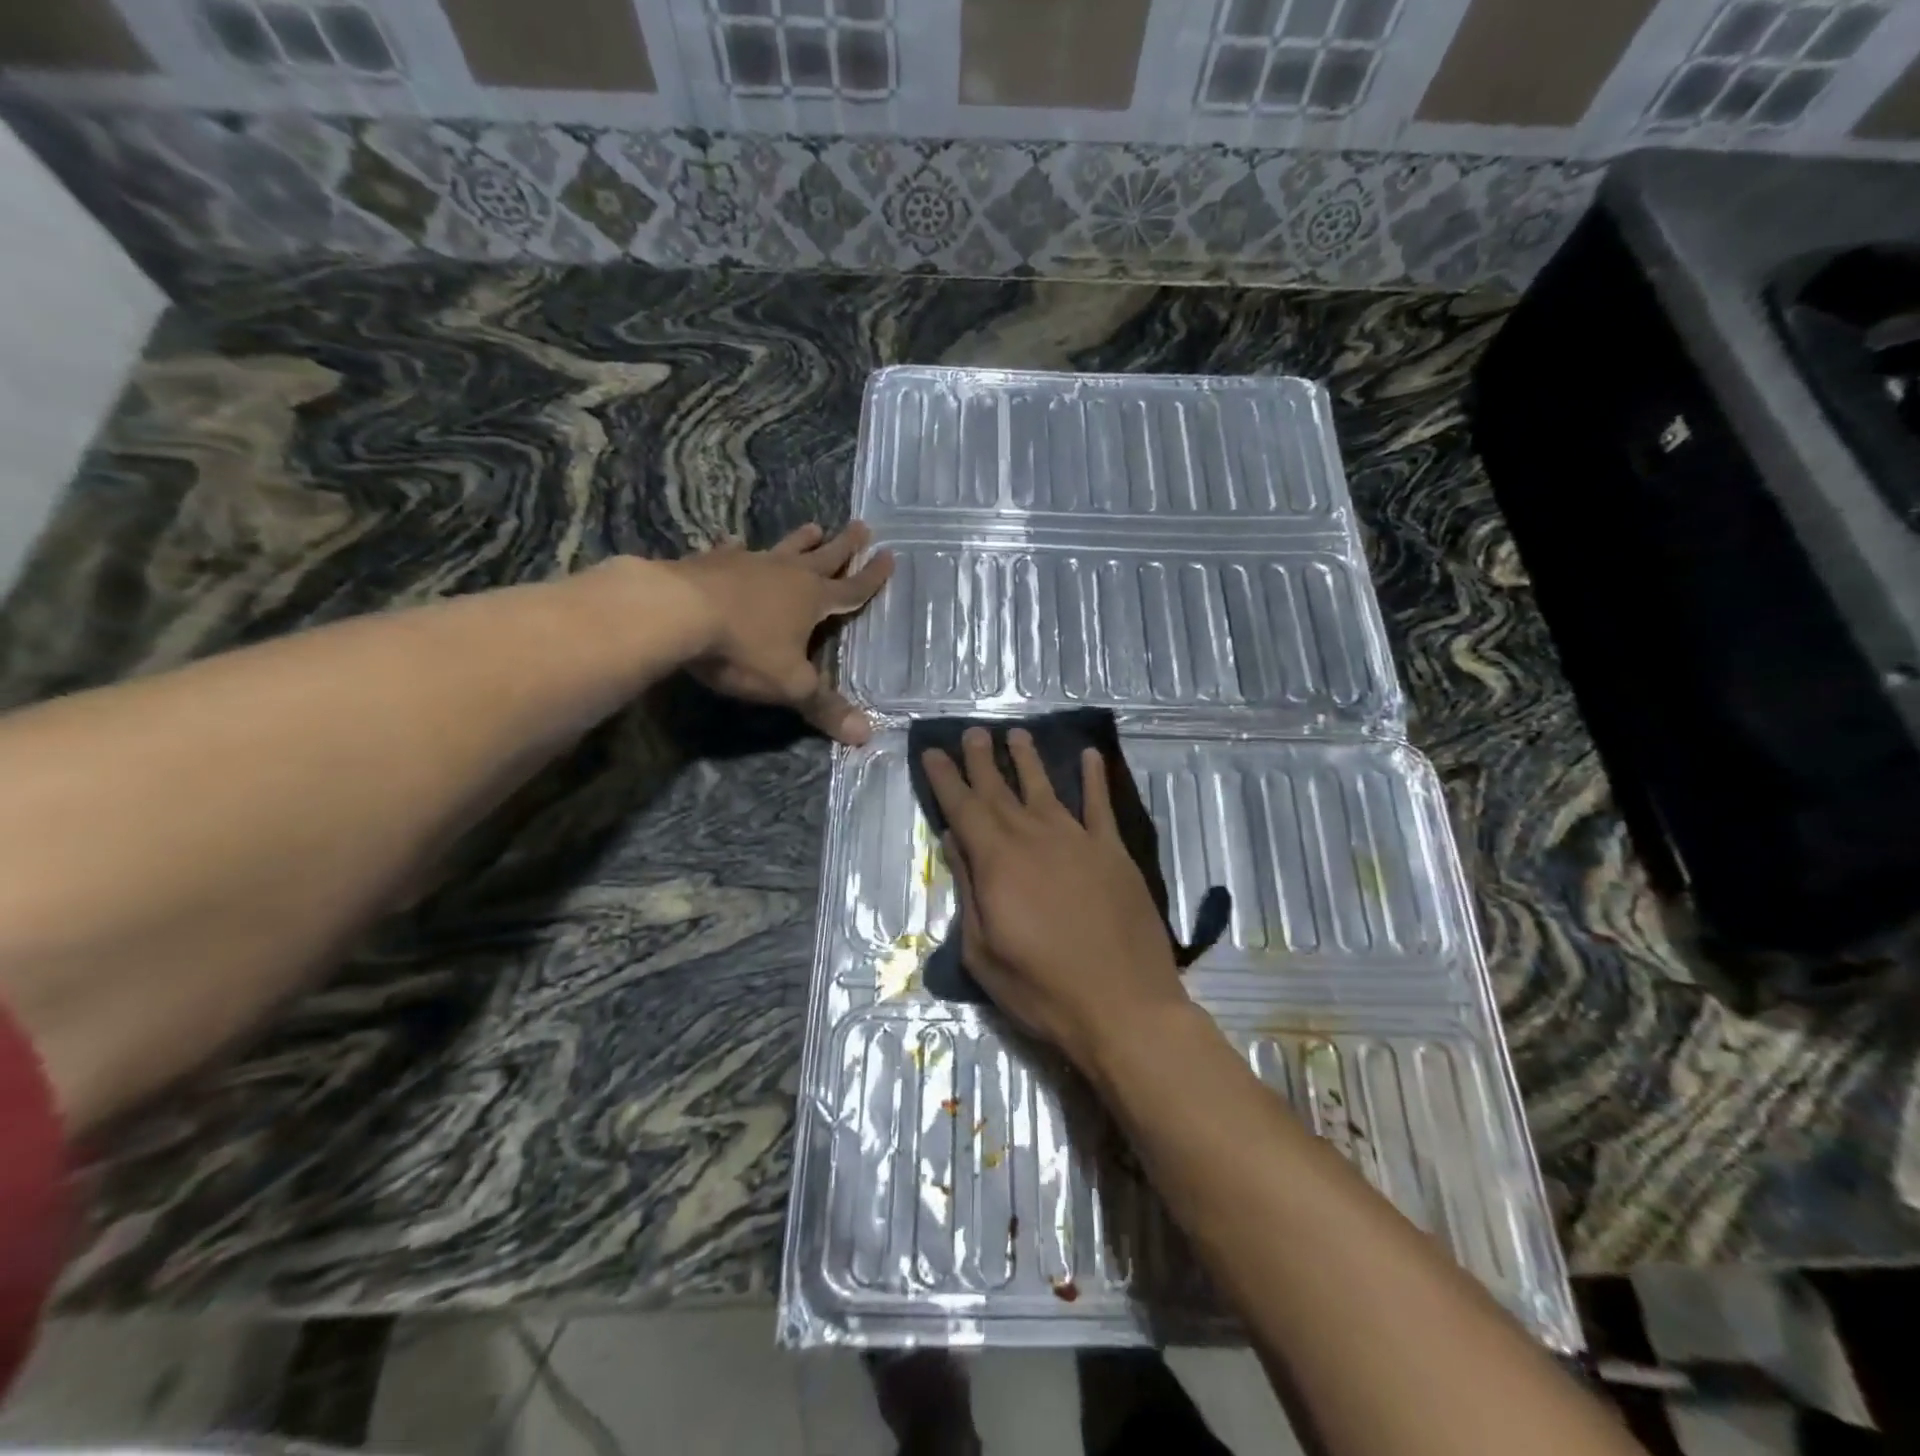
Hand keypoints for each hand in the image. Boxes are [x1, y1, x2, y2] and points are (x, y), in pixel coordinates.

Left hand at [669, 522, 892, 744]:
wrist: (675, 613)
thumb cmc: (743, 649)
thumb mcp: (790, 684)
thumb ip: (825, 707)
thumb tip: (866, 735)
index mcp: (812, 600)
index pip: (852, 589)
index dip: (872, 577)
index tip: (890, 556)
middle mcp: (786, 575)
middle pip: (824, 557)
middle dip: (845, 546)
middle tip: (862, 526)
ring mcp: (748, 564)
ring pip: (783, 548)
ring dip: (800, 540)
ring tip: (814, 526)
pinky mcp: (711, 563)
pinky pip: (731, 551)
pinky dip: (737, 548)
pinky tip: (735, 542)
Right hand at [921, 727, 1186, 1073]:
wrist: (1123, 1006)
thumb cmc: (1041, 988)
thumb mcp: (983, 951)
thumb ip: (968, 890)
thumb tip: (955, 840)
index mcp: (998, 861)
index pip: (963, 807)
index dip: (946, 778)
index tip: (934, 752)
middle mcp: (1035, 837)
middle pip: (1001, 789)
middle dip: (982, 759)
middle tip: (971, 732)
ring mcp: (1078, 840)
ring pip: (1046, 787)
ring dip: (1029, 759)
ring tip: (1017, 734)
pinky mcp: (1113, 852)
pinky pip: (1101, 805)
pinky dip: (1094, 778)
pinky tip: (1089, 757)